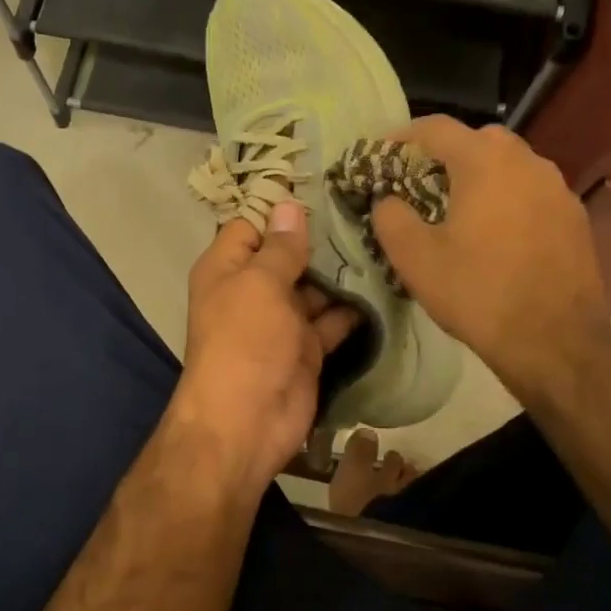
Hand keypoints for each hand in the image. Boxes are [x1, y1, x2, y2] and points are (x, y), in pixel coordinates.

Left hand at [171, 201, 359, 492]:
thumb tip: (289, 206)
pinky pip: (331, 321)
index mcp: (227, 268)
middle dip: (321, 239)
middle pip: (287, 255)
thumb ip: (280, 247)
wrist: (246, 423)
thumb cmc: (245, 341)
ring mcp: (280, 321)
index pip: (252, 225)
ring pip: (314, 287)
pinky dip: (352, 309)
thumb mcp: (259, 284)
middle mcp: (251, 290)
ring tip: (383, 243)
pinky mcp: (306, 348)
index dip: (282, 208)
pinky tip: (384, 287)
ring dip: (342, 273)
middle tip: (369, 211)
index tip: (325, 187)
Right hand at [371, 116, 610, 396]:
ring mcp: (557, 188)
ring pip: (509, 165)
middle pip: (478, 139)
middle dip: (445, 155)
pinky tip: (497, 236)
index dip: (403, 137)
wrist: (555, 342)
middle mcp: (526, 161)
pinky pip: (532, 191)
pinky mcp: (575, 216)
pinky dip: (508, 198)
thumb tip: (388, 199)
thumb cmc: (478, 293)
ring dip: (480, 176)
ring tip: (460, 211)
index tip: (382, 158)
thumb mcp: (414, 258)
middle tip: (421, 186)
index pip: (436, 127)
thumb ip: (390, 216)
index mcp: (484, 162)